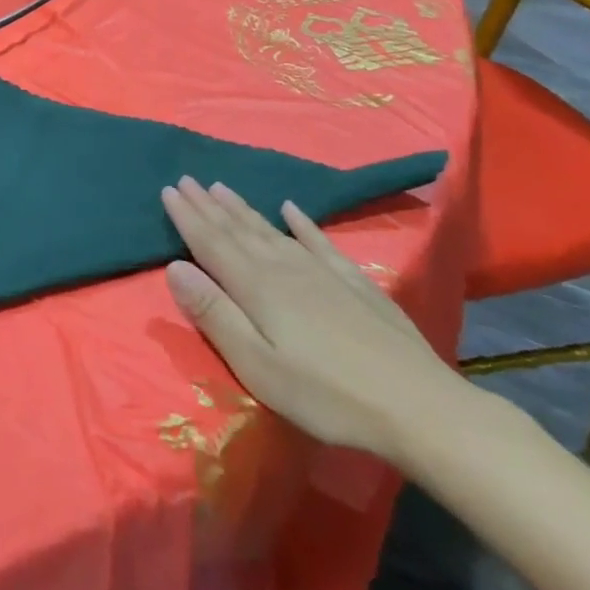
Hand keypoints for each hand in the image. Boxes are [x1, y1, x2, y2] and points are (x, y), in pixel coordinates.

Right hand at [161, 176, 469, 464]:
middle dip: (209, 205)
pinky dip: (302, 223)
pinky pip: (320, 242)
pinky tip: (291, 209)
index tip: (167, 190)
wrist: (422, 410)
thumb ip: (214, 314)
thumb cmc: (326, 395)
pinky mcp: (356, 286)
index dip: (187, 217)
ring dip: (243, 209)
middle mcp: (285, 269)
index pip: (211, 243)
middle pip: (238, 231)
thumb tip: (174, 267)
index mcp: (256, 288)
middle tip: (186, 180)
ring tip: (221, 188)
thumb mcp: (257, 365)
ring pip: (271, 230)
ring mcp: (323, 274)